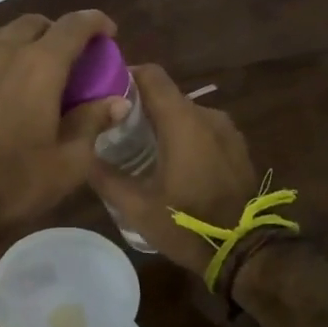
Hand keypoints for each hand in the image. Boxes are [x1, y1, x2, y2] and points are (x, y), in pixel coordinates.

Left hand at [0, 11, 129, 238]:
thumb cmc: (13, 181)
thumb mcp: (68, 162)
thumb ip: (92, 123)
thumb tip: (117, 102)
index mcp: (39, 65)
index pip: (73, 26)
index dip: (95, 22)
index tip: (108, 33)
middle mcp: (3, 53)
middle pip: (34, 24)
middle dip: (58, 32)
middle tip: (72, 58)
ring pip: (3, 36)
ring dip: (26, 43)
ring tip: (37, 72)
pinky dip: (0, 62)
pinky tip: (4, 92)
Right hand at [91, 64, 258, 277]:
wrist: (246, 252)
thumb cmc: (187, 224)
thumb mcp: (136, 207)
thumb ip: (105, 176)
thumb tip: (81, 155)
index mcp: (183, 121)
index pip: (151, 75)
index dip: (125, 75)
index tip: (103, 92)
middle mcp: (207, 116)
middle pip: (166, 95)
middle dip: (139, 106)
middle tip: (113, 129)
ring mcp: (227, 131)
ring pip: (185, 114)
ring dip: (162, 124)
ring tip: (139, 148)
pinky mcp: (236, 148)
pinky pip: (202, 130)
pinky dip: (183, 136)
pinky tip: (169, 162)